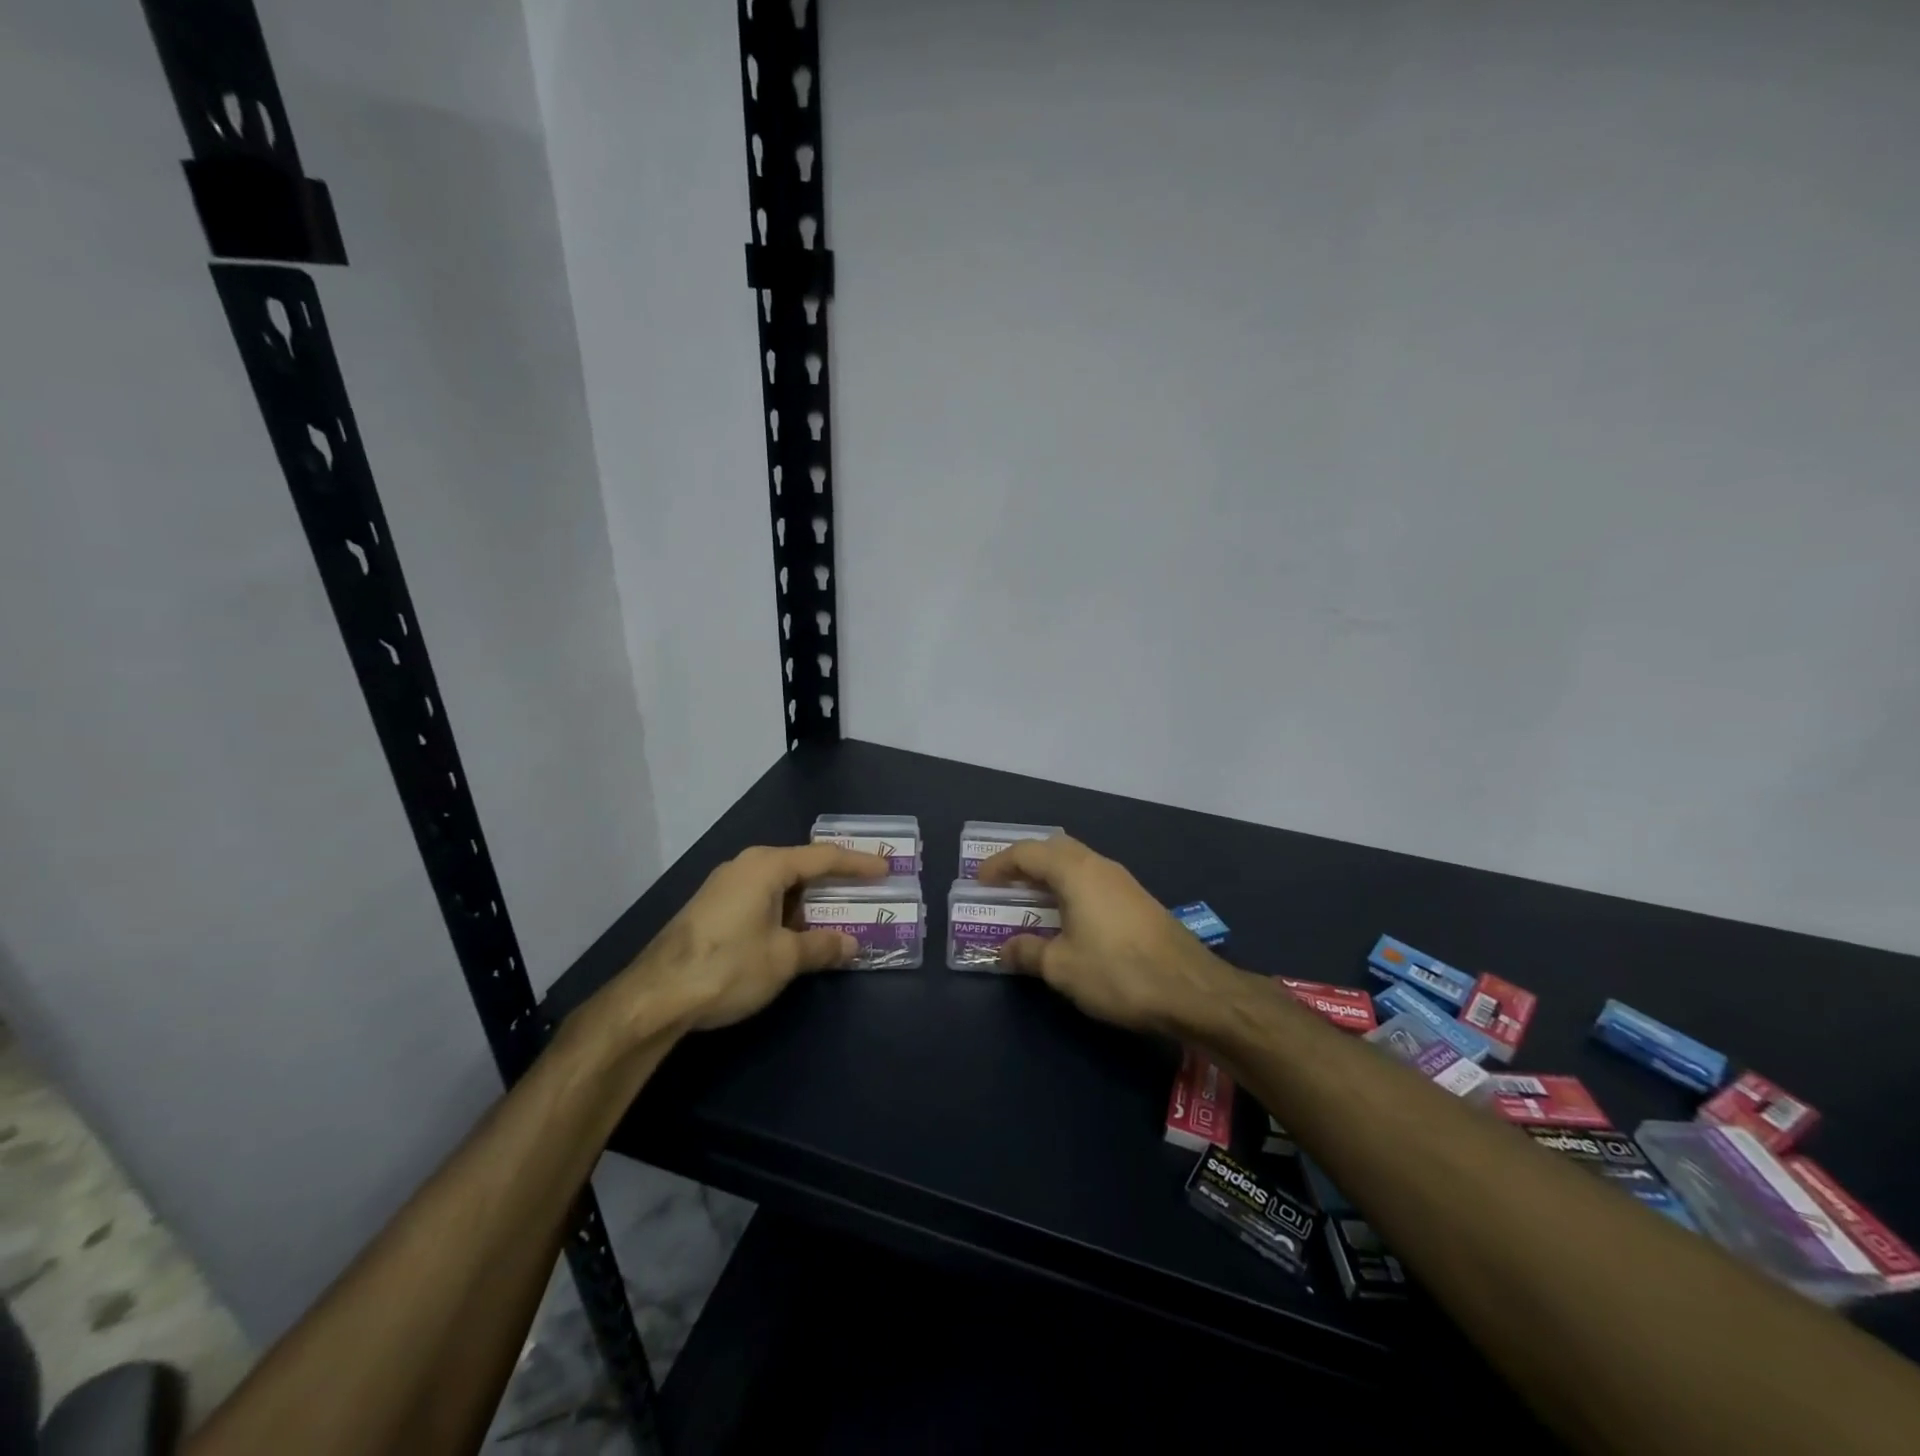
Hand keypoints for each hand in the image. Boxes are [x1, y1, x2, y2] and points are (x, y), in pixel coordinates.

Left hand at [611, 843, 889, 1037]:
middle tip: (865, 891)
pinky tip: (795, 935)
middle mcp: (745, 866)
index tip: (885, 869)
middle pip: (800, 867)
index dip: (857, 864)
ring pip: (780, 886)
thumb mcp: (784, 958)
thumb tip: (852, 944)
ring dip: (809, 902)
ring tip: (837, 916)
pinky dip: (786, 912)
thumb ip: (822, 947)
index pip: (823, 857)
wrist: (654, 997)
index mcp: (766, 866)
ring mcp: (724, 887)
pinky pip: (762, 900)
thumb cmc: (728, 966)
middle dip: (834, 882)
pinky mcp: (711, 910)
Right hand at [978, 835, 1233, 1034]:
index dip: (999, 864)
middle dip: (1025, 863)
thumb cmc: (1117, 972)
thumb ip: (1028, 952)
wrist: (1190, 989)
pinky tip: (1067, 917)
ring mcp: (1123, 881)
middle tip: (1003, 884)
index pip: (1027, 853)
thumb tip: (1006, 948)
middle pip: (1054, 849)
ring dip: (1050, 876)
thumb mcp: (1062, 968)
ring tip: (1030, 900)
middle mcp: (1099, 866)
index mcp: (1075, 872)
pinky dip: (1070, 889)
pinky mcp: (1138, 901)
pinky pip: (1092, 881)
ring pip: (1076, 864)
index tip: (979, 881)